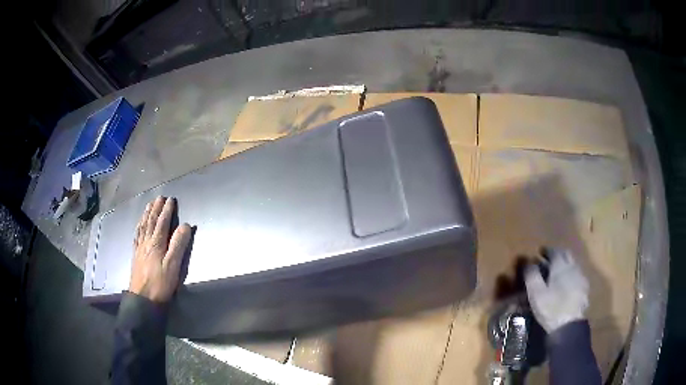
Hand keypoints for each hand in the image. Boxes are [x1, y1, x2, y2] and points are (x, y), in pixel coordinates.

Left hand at [130, 196, 191, 302]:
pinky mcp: (136, 255)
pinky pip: (137, 235)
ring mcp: (139, 248)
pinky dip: (139, 227)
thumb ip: (178, 245)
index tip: (171, 199)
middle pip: (151, 222)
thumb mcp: (173, 266)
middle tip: (159, 197)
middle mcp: (146, 242)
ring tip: (149, 205)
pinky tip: (139, 225)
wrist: (142, 298)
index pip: (162, 223)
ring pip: (143, 226)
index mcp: (156, 243)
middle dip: (156, 209)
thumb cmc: (160, 283)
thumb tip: (185, 225)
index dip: (167, 210)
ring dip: (146, 214)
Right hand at [524, 249, 588, 332]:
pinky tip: (568, 282)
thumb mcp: (536, 293)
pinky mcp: (584, 287)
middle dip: (558, 254)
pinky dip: (571, 273)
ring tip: (558, 271)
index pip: (554, 251)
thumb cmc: (551, 307)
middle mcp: (572, 266)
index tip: (540, 252)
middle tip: (549, 259)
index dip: (547, 250)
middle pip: (566, 254)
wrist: (569, 324)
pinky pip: (578, 274)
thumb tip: (529, 263)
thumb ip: (532, 275)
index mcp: (560, 266)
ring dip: (566, 263)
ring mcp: (580, 276)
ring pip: (573, 263)